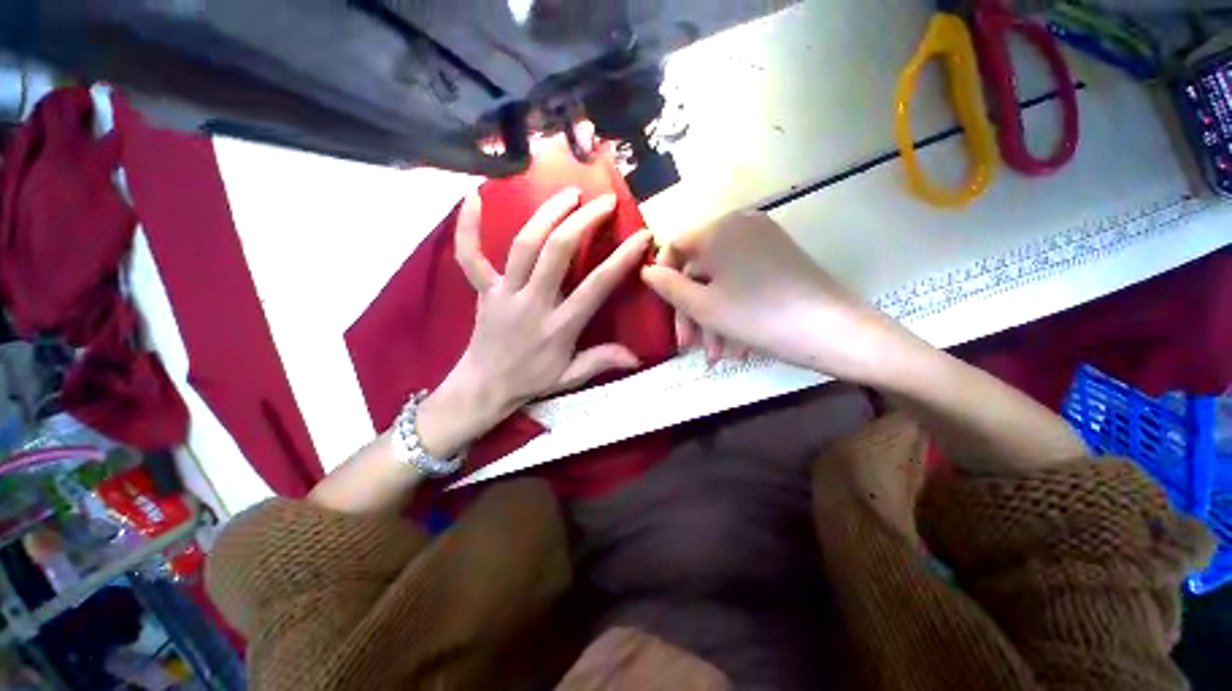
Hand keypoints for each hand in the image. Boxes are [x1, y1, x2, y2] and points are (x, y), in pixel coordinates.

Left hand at [418, 188, 652, 457]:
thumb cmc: (531, 380)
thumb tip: (638, 357)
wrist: (484, 386)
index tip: (641, 235)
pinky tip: (472, 197)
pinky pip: (469, 256)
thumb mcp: (570, 377)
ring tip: (569, 193)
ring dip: (547, 214)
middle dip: (583, 221)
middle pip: (557, 253)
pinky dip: (467, 227)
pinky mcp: (482, 289)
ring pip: (523, 245)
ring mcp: (504, 293)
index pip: (596, 286)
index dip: (622, 259)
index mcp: (559, 326)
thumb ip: (602, 361)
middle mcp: (532, 303)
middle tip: (603, 200)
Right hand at [641, 211, 911, 382]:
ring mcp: (763, 242)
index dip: (663, 277)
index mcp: (718, 230)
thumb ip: (667, 286)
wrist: (832, 330)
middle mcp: (740, 226)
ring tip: (716, 356)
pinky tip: (736, 345)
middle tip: (689, 346)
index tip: (664, 310)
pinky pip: (743, 283)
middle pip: (699, 270)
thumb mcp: (702, 305)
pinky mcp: (780, 260)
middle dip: (691, 311)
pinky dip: (734, 311)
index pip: (675, 246)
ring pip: (721, 282)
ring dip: (712, 319)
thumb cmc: (757, 316)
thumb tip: (646, 270)